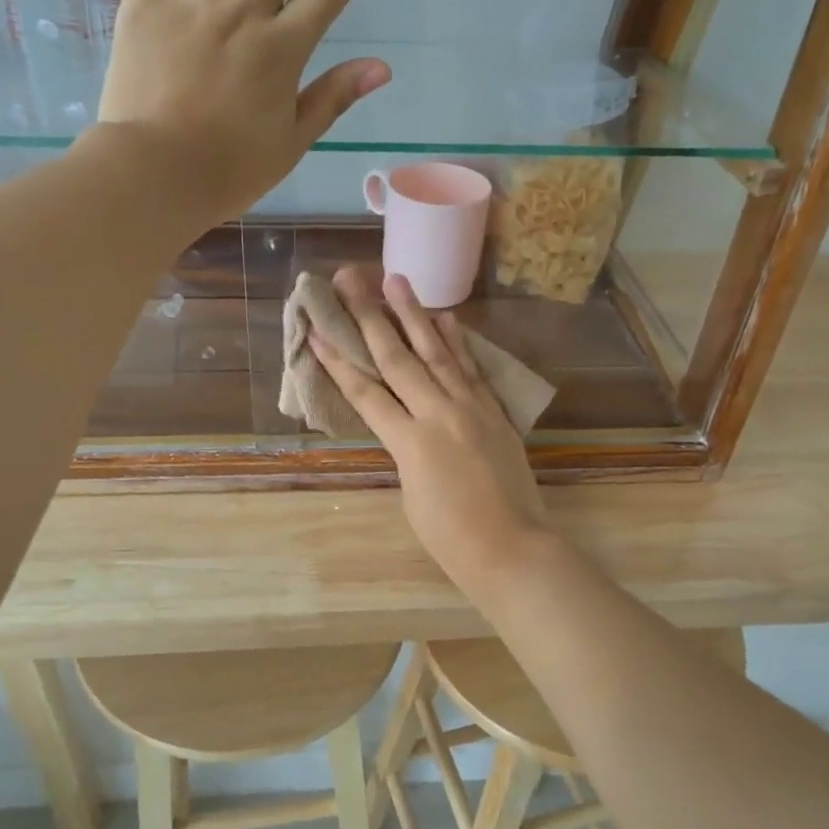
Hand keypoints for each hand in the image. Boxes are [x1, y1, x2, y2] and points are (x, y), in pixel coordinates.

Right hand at [309, 267, 554, 600]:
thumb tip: (406, 424)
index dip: (338, 361)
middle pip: (397, 359)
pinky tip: (446, 317)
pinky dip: (457, 342)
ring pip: (436, 353)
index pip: (366, 393)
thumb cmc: (451, 538)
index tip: (316, 329)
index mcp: (409, 443)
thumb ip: (405, 449)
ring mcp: (471, 408)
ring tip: (396, 280)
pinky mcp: (494, 412)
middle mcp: (438, 414)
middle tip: (351, 280)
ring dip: (414, 314)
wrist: (512, 549)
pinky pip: (471, 369)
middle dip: (369, 317)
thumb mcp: (411, 493)